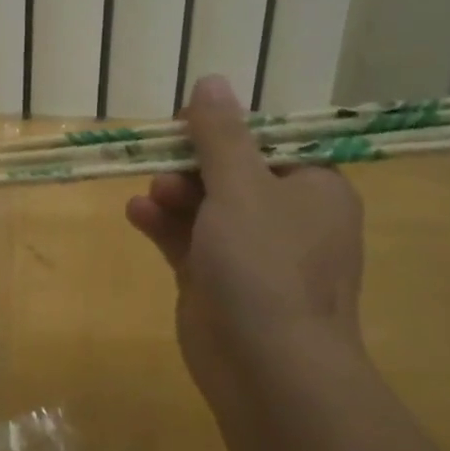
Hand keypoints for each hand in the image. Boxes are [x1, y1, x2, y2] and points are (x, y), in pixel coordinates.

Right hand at [126, 74, 366, 421]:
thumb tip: (211, 81)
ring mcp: (251, 254)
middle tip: (163, 160)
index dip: (227, 129)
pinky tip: (136, 214)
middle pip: (232, 172)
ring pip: (205, 206)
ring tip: (151, 195)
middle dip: (192, 165)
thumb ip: (221, 135)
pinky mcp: (218, 282)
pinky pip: (187, 240)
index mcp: (313, 189)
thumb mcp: (241, 187)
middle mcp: (287, 218)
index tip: (188, 124)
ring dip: (174, 194)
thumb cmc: (265, 265)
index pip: (270, 142)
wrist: (268, 369)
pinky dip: (163, 225)